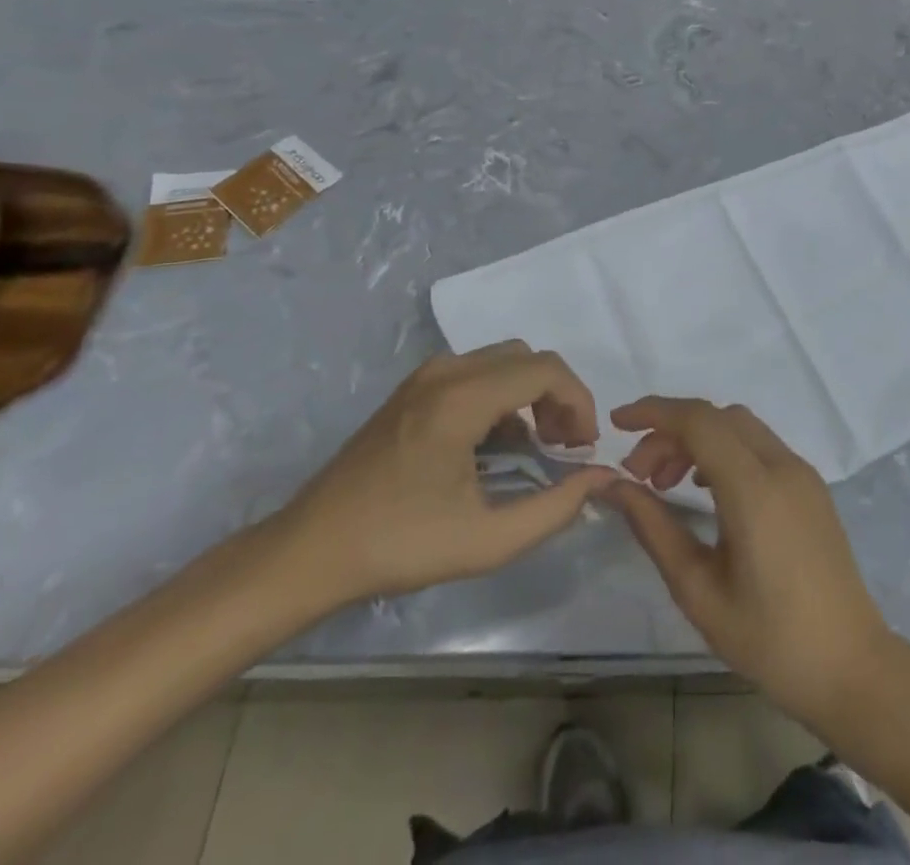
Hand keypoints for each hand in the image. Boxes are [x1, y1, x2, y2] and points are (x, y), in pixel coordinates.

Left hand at [274, 342, 616, 606]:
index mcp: (461, 398)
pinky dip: (503, 395)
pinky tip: (497, 444)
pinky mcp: (412, 389)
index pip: (545, 370)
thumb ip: (554, 509)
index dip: (579, 402)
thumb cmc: (399, 546)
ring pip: (502, 360)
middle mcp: (445, 372)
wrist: (310, 551)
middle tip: (564, 446)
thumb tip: (600, 479)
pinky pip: (476, 372)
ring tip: (537, 446)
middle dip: (558, 396)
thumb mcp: (486, 541)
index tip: (584, 447)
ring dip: (531, 393)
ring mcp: (425, 377)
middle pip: (527, 357)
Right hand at [608, 398, 902, 729]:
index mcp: (754, 488)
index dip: (654, 412)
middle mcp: (782, 466)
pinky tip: (708, 490)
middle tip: (640, 475)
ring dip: (699, 439)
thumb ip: (654, 528)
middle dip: (672, 431)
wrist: (851, 667)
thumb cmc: (769, 639)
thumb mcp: (698, 590)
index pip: (699, 420)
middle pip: (718, 417)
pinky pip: (761, 447)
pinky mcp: (812, 487)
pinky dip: (726, 451)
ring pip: (741, 427)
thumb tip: (613, 486)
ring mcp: (802, 473)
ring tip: (668, 484)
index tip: (617, 424)